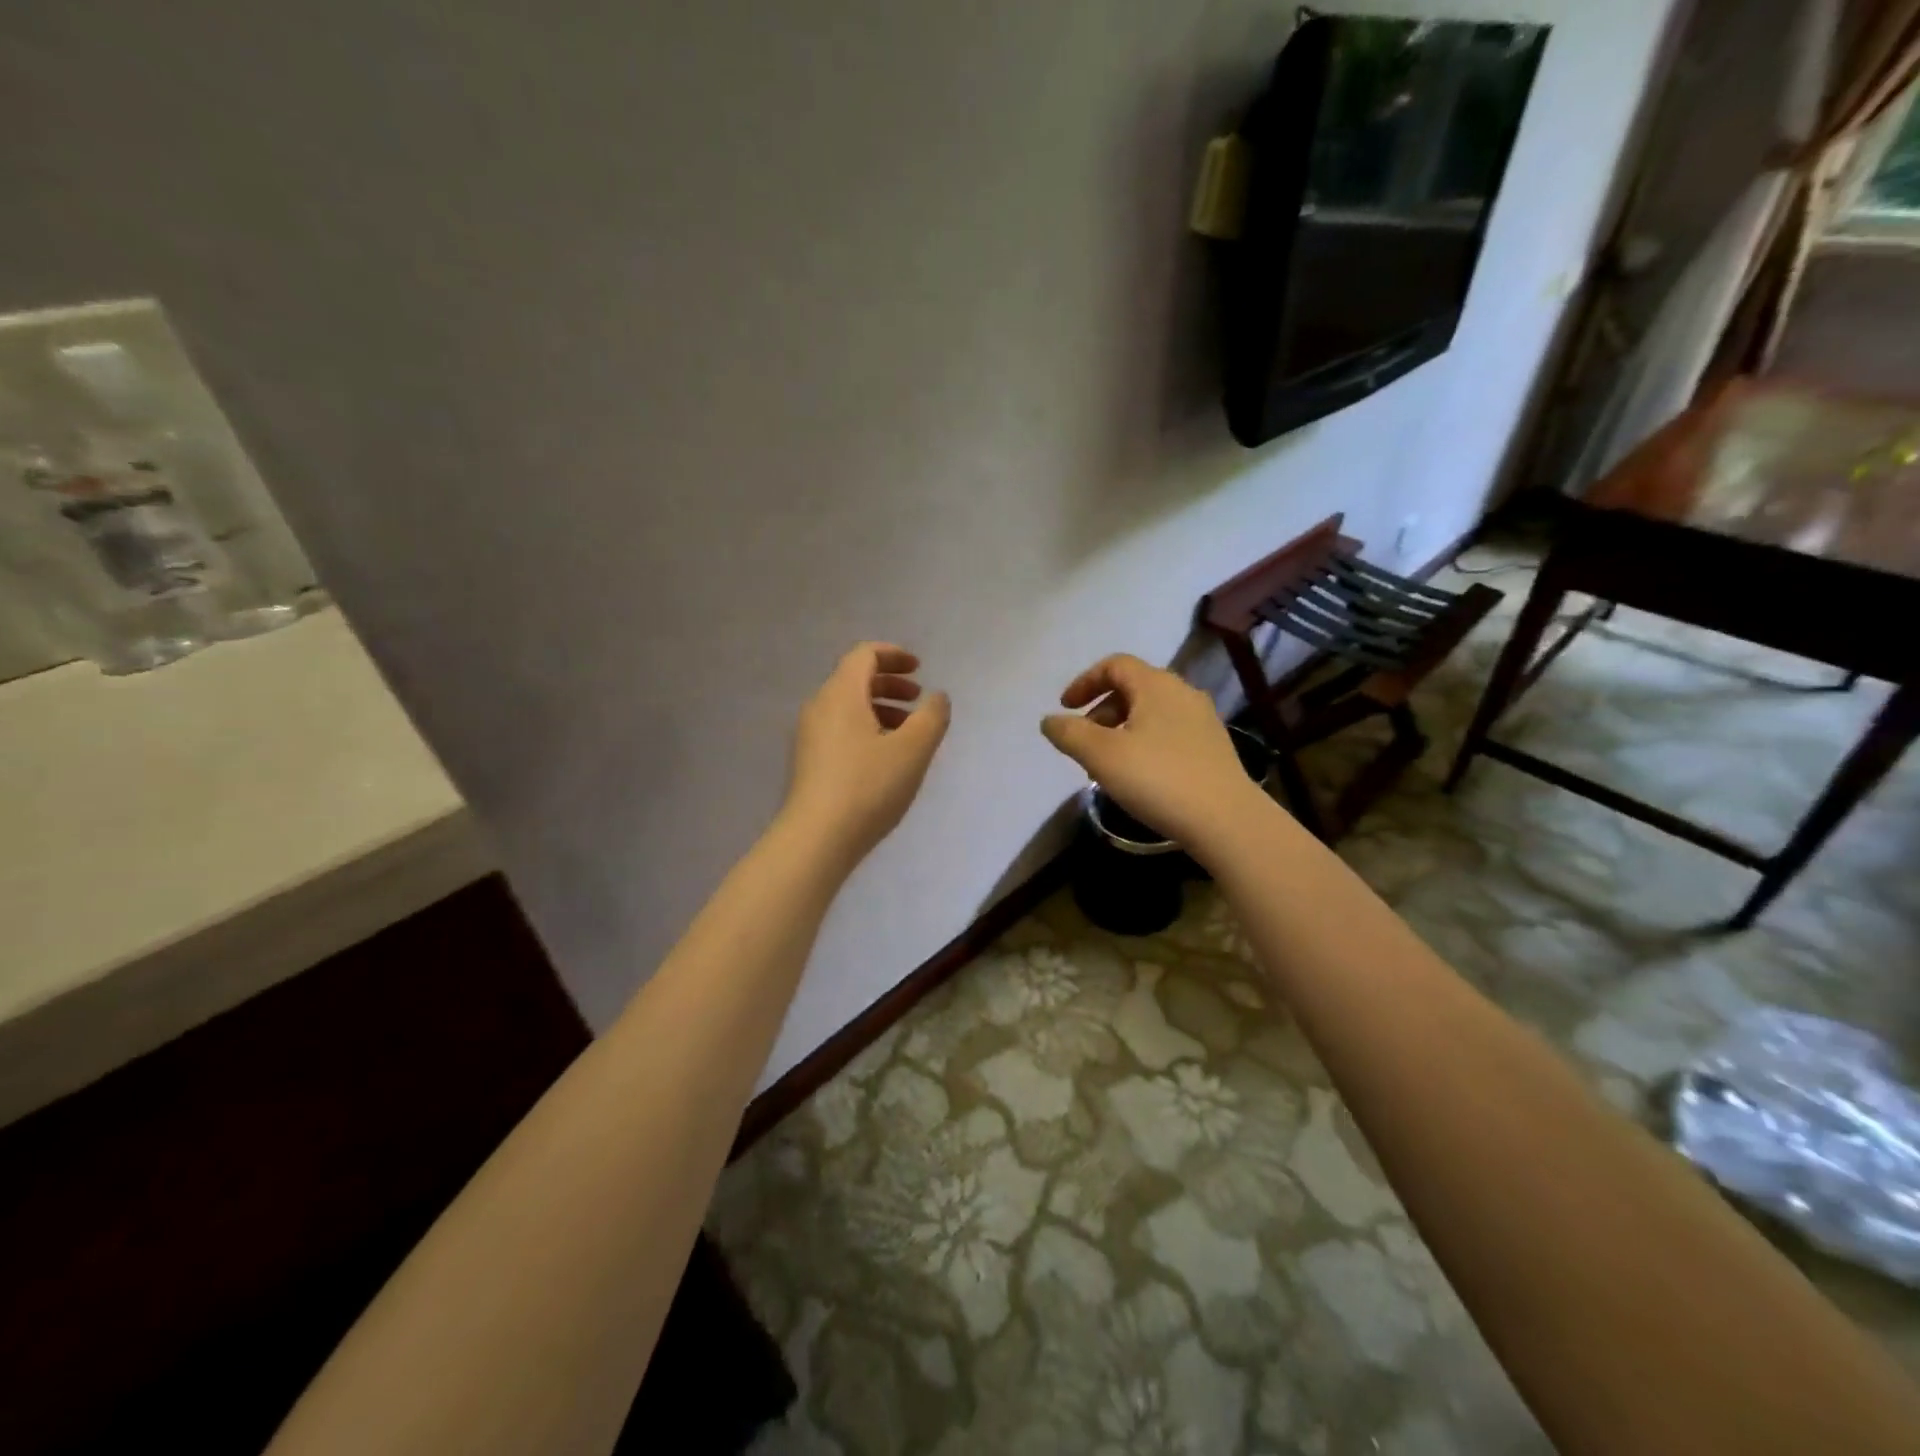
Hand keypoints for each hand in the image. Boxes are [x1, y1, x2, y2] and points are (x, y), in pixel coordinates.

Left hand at [783, 643, 950, 866]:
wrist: (817, 839)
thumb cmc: (868, 786)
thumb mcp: (913, 750)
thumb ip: (932, 717)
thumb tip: (937, 697)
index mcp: (841, 694)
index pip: (864, 655)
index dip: (894, 655)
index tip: (919, 669)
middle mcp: (820, 707)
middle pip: (854, 679)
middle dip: (890, 684)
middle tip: (918, 700)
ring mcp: (809, 736)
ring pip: (848, 707)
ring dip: (880, 709)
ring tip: (908, 734)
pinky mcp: (809, 762)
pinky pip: (840, 730)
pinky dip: (866, 729)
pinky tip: (885, 759)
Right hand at [1041, 654, 1255, 845]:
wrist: (1226, 820)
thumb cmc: (1158, 779)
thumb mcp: (1101, 756)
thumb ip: (1069, 733)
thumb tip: (1049, 720)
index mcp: (1156, 685)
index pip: (1114, 665)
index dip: (1085, 682)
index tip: (1065, 708)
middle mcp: (1183, 693)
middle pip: (1133, 688)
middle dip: (1101, 710)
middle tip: (1084, 742)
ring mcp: (1203, 721)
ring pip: (1151, 713)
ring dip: (1122, 729)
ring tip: (1107, 764)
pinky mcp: (1214, 748)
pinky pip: (1169, 733)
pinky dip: (1145, 743)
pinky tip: (1140, 776)